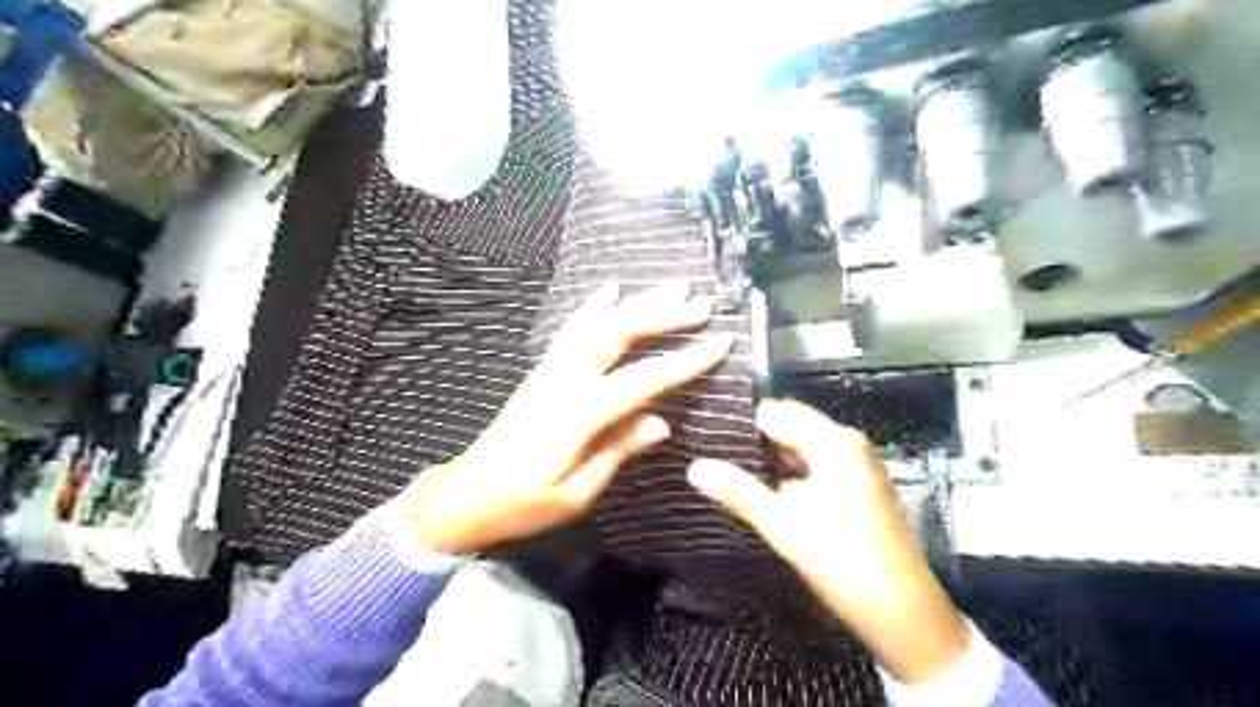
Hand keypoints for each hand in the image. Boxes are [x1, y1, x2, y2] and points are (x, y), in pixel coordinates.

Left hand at [409, 280, 733, 554]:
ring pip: (599, 323)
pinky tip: (611, 288)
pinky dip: (594, 305)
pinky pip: (573, 328)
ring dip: (638, 302)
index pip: (644, 379)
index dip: (686, 360)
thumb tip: (661, 422)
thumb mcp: (576, 493)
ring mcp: (550, 370)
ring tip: (673, 286)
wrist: (466, 495)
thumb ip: (617, 451)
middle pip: (619, 333)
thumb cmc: (523, 504)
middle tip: (702, 304)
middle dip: (664, 315)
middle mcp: (564, 380)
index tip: (722, 342)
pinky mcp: (542, 371)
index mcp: (578, 414)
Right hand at [688, 400, 965, 680]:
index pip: (775, 413)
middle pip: (789, 428)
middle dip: (752, 443)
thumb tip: (694, 466)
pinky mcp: (857, 489)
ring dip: (768, 462)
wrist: (908, 617)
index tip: (705, 437)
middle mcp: (848, 445)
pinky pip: (813, 469)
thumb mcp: (785, 528)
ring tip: (725, 472)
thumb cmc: (847, 564)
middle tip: (709, 456)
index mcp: (835, 443)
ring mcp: (856, 467)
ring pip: (800, 450)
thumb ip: (739, 493)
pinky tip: (761, 494)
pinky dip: (788, 477)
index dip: (740, 424)